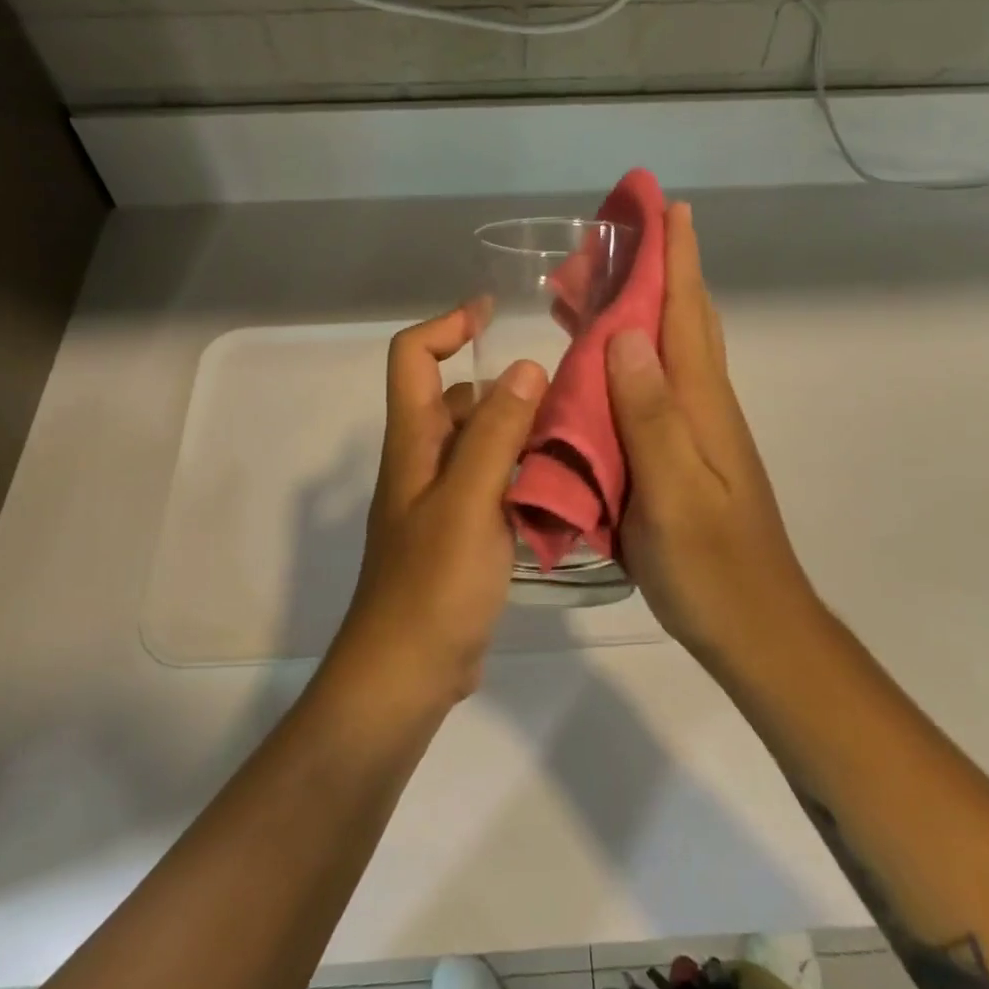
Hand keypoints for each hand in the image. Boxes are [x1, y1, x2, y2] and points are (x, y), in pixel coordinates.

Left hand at [333, 307, 545, 706]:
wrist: (407, 674)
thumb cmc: (433, 584)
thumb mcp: (469, 501)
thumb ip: (495, 433)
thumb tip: (524, 367)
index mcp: (413, 441)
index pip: (413, 356)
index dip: (447, 325)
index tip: (493, 314)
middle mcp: (424, 461)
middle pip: (458, 399)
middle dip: (506, 386)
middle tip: (569, 390)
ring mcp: (443, 500)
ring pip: (483, 444)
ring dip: (523, 432)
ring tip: (581, 435)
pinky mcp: (463, 533)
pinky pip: (496, 485)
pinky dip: (526, 475)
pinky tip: (568, 488)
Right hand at [605, 204, 819, 667]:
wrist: (756, 627)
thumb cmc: (710, 566)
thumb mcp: (672, 493)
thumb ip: (650, 414)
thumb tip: (625, 332)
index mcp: (701, 403)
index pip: (686, 312)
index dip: (675, 255)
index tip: (662, 204)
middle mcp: (704, 404)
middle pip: (681, 319)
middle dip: (657, 267)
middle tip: (617, 233)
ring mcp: (698, 429)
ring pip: (668, 349)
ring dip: (640, 307)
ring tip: (595, 283)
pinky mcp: (686, 453)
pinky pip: (655, 384)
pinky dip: (631, 354)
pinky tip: (606, 361)